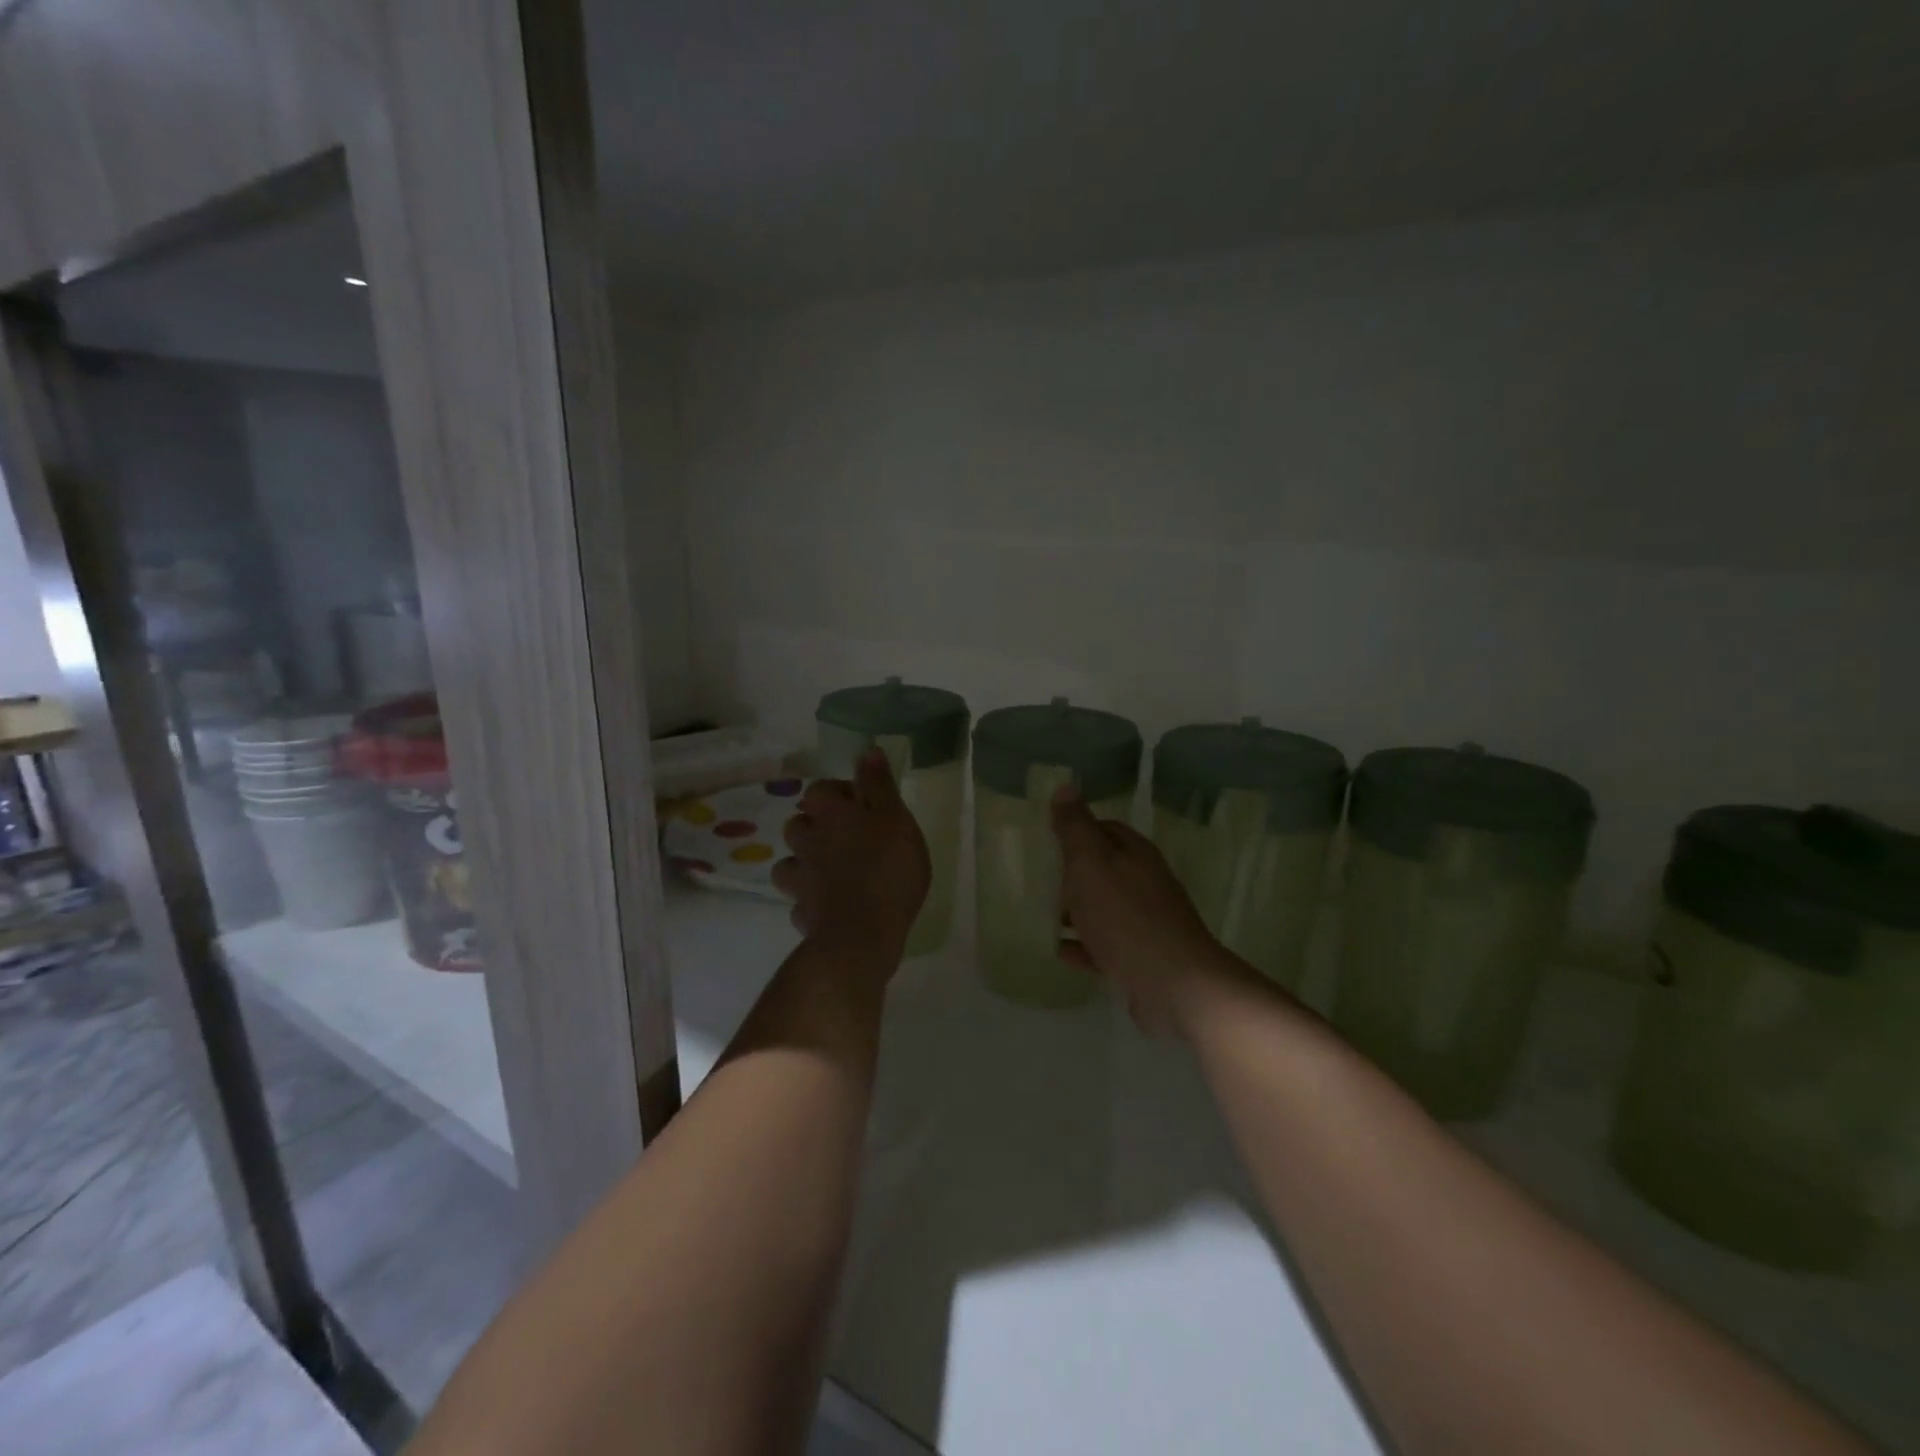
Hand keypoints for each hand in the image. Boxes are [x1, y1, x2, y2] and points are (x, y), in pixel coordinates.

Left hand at [774, 749, 929, 971]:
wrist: (863, 935)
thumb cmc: (888, 870)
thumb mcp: (896, 819)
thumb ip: (879, 785)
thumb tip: (867, 750)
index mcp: (831, 814)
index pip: (819, 789)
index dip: (836, 792)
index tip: (861, 802)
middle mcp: (808, 842)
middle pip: (798, 825)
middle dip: (816, 826)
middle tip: (846, 837)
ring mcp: (801, 880)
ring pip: (790, 862)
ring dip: (806, 862)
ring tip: (832, 871)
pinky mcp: (803, 914)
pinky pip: (800, 901)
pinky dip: (810, 900)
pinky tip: (828, 905)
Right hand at [1051, 787, 1247, 1036]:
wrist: (1175, 985)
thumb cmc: (1125, 916)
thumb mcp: (1091, 863)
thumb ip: (1075, 827)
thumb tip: (1066, 786)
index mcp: (1135, 855)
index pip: (1105, 829)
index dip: (1077, 830)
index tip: (1046, 838)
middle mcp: (1145, 883)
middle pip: (1105, 869)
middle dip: (1072, 872)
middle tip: (1037, 878)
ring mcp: (1146, 923)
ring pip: (1104, 908)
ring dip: (1075, 910)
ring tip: (1041, 914)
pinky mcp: (1142, 959)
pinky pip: (1105, 946)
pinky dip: (1083, 945)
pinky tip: (1059, 951)